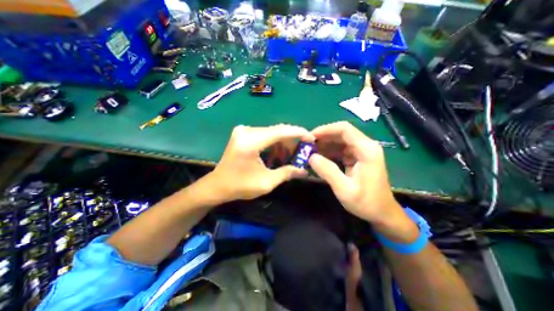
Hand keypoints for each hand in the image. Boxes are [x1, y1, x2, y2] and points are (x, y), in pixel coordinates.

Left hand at [205, 126, 315, 202]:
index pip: (281, 131)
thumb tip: (305, 171)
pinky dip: (274, 143)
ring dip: (283, 142)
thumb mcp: (266, 182)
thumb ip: (287, 173)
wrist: (217, 186)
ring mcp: (243, 131)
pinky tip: (278, 154)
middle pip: (277, 130)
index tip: (311, 138)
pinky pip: (264, 135)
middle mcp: (247, 131)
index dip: (298, 133)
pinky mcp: (243, 134)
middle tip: (303, 149)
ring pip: (271, 132)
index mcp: (251, 142)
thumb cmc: (240, 186)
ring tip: (291, 155)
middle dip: (292, 139)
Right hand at [308, 122, 402, 225]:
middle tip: (307, 145)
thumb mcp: (344, 189)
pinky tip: (319, 158)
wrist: (382, 213)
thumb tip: (311, 157)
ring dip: (325, 145)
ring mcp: (361, 152)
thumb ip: (328, 171)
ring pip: (339, 141)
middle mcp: (365, 146)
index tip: (310, 137)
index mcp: (366, 150)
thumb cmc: (366, 203)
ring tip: (310, 152)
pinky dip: (329, 152)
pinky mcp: (357, 158)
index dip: (326, 129)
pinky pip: (340, 150)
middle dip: (323, 138)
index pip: (344, 129)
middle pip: (341, 133)